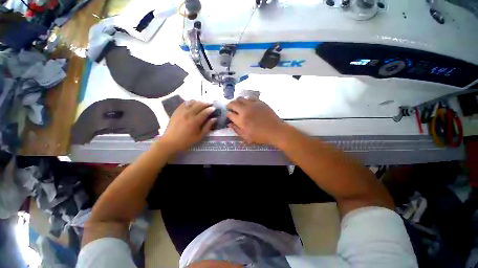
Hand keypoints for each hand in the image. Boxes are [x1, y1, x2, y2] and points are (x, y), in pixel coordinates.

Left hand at [161, 100, 215, 152]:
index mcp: (195, 121)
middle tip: (210, 103)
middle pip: (199, 105)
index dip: (210, 109)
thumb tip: (214, 119)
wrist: (170, 142)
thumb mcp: (200, 136)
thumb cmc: (187, 141)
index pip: (205, 112)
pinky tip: (192, 103)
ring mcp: (181, 111)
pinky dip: (190, 102)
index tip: (214, 108)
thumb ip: (207, 127)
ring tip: (202, 103)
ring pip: (191, 102)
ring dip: (198, 101)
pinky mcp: (176, 111)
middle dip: (206, 103)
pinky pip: (184, 103)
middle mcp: (188, 114)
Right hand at [226, 97, 285, 145]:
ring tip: (238, 105)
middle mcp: (245, 110)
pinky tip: (248, 104)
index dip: (228, 114)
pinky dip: (246, 100)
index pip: (230, 114)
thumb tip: (229, 124)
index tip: (229, 115)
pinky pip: (250, 98)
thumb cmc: (260, 136)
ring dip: (237, 101)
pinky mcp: (260, 102)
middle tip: (230, 108)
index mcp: (241, 120)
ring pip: (240, 98)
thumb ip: (236, 130)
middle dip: (229, 105)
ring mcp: (253, 105)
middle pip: (233, 103)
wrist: (275, 131)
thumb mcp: (246, 137)